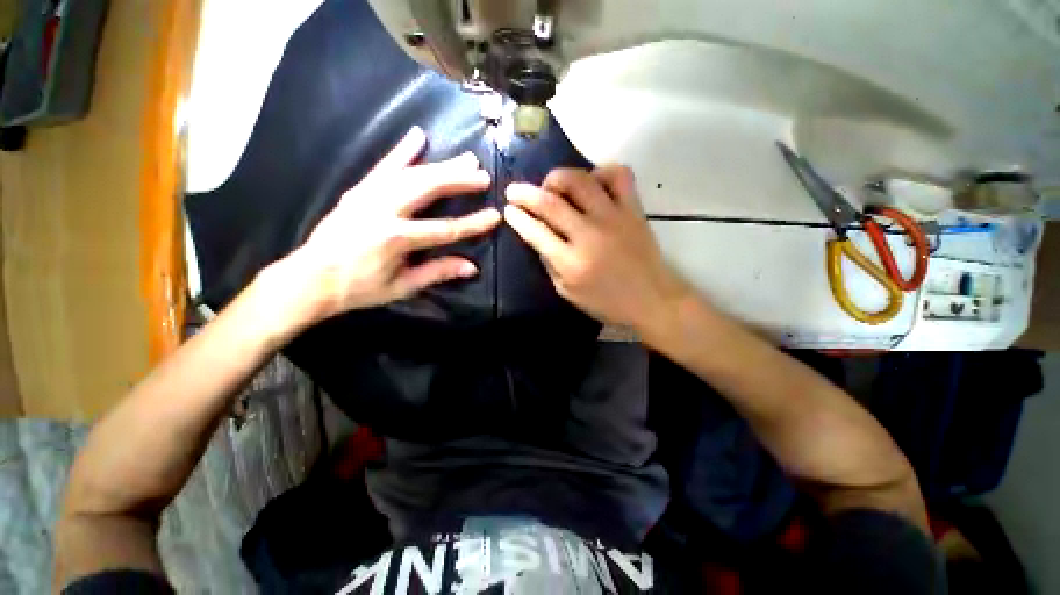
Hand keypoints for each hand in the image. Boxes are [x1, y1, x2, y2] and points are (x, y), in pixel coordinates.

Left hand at [268, 126, 499, 326]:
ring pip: (411, 173)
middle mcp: (383, 210)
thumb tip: (471, 267)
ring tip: (466, 159)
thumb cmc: (360, 288)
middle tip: (483, 174)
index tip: (495, 216)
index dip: (473, 223)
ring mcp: (369, 196)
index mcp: (396, 239)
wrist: (310, 278)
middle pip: (428, 189)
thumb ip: (437, 272)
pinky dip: (402, 151)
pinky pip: (384, 166)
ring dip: (441, 165)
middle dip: (459, 181)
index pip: (445, 229)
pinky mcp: (359, 190)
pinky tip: (418, 136)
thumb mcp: (403, 286)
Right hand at [503, 165, 690, 333]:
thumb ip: (550, 264)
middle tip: (515, 191)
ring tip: (551, 185)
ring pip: (580, 180)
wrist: (653, 300)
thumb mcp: (568, 293)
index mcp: (571, 263)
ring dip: (557, 177)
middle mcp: (589, 235)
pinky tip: (592, 183)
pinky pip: (618, 175)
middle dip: (525, 193)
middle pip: (551, 202)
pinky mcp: (633, 209)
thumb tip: (537, 236)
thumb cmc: (607, 303)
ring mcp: (613, 217)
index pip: (536, 232)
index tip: (508, 209)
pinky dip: (600, 172)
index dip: (517, 218)